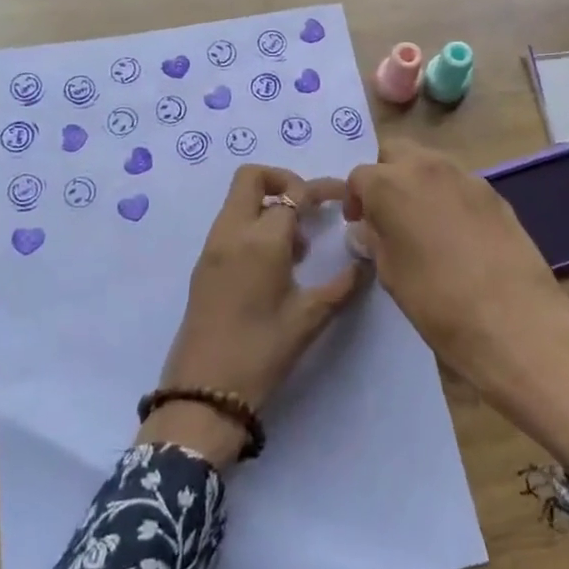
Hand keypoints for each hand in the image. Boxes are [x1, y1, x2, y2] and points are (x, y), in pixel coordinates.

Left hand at [139, 164, 368, 467]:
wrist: (204, 391)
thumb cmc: (261, 352)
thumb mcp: (309, 319)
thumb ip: (341, 285)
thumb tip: (364, 261)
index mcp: (260, 240)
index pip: (293, 194)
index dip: (321, 191)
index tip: (343, 197)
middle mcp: (232, 232)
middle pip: (252, 178)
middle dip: (285, 180)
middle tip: (310, 208)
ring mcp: (213, 246)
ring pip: (239, 200)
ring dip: (270, 205)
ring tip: (298, 247)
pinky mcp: (204, 264)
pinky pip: (231, 224)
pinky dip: (254, 224)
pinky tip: (276, 263)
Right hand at [344, 141, 568, 469]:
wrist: (513, 320)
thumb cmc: (436, 301)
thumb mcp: (391, 274)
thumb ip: (375, 240)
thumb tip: (367, 229)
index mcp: (391, 184)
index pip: (360, 175)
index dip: (355, 198)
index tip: (359, 223)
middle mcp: (427, 167)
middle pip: (397, 152)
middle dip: (386, 174)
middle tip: (386, 212)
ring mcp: (466, 177)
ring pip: (431, 164)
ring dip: (419, 183)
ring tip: (422, 223)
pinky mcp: (496, 194)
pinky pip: (460, 184)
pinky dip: (449, 197)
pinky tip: (457, 235)